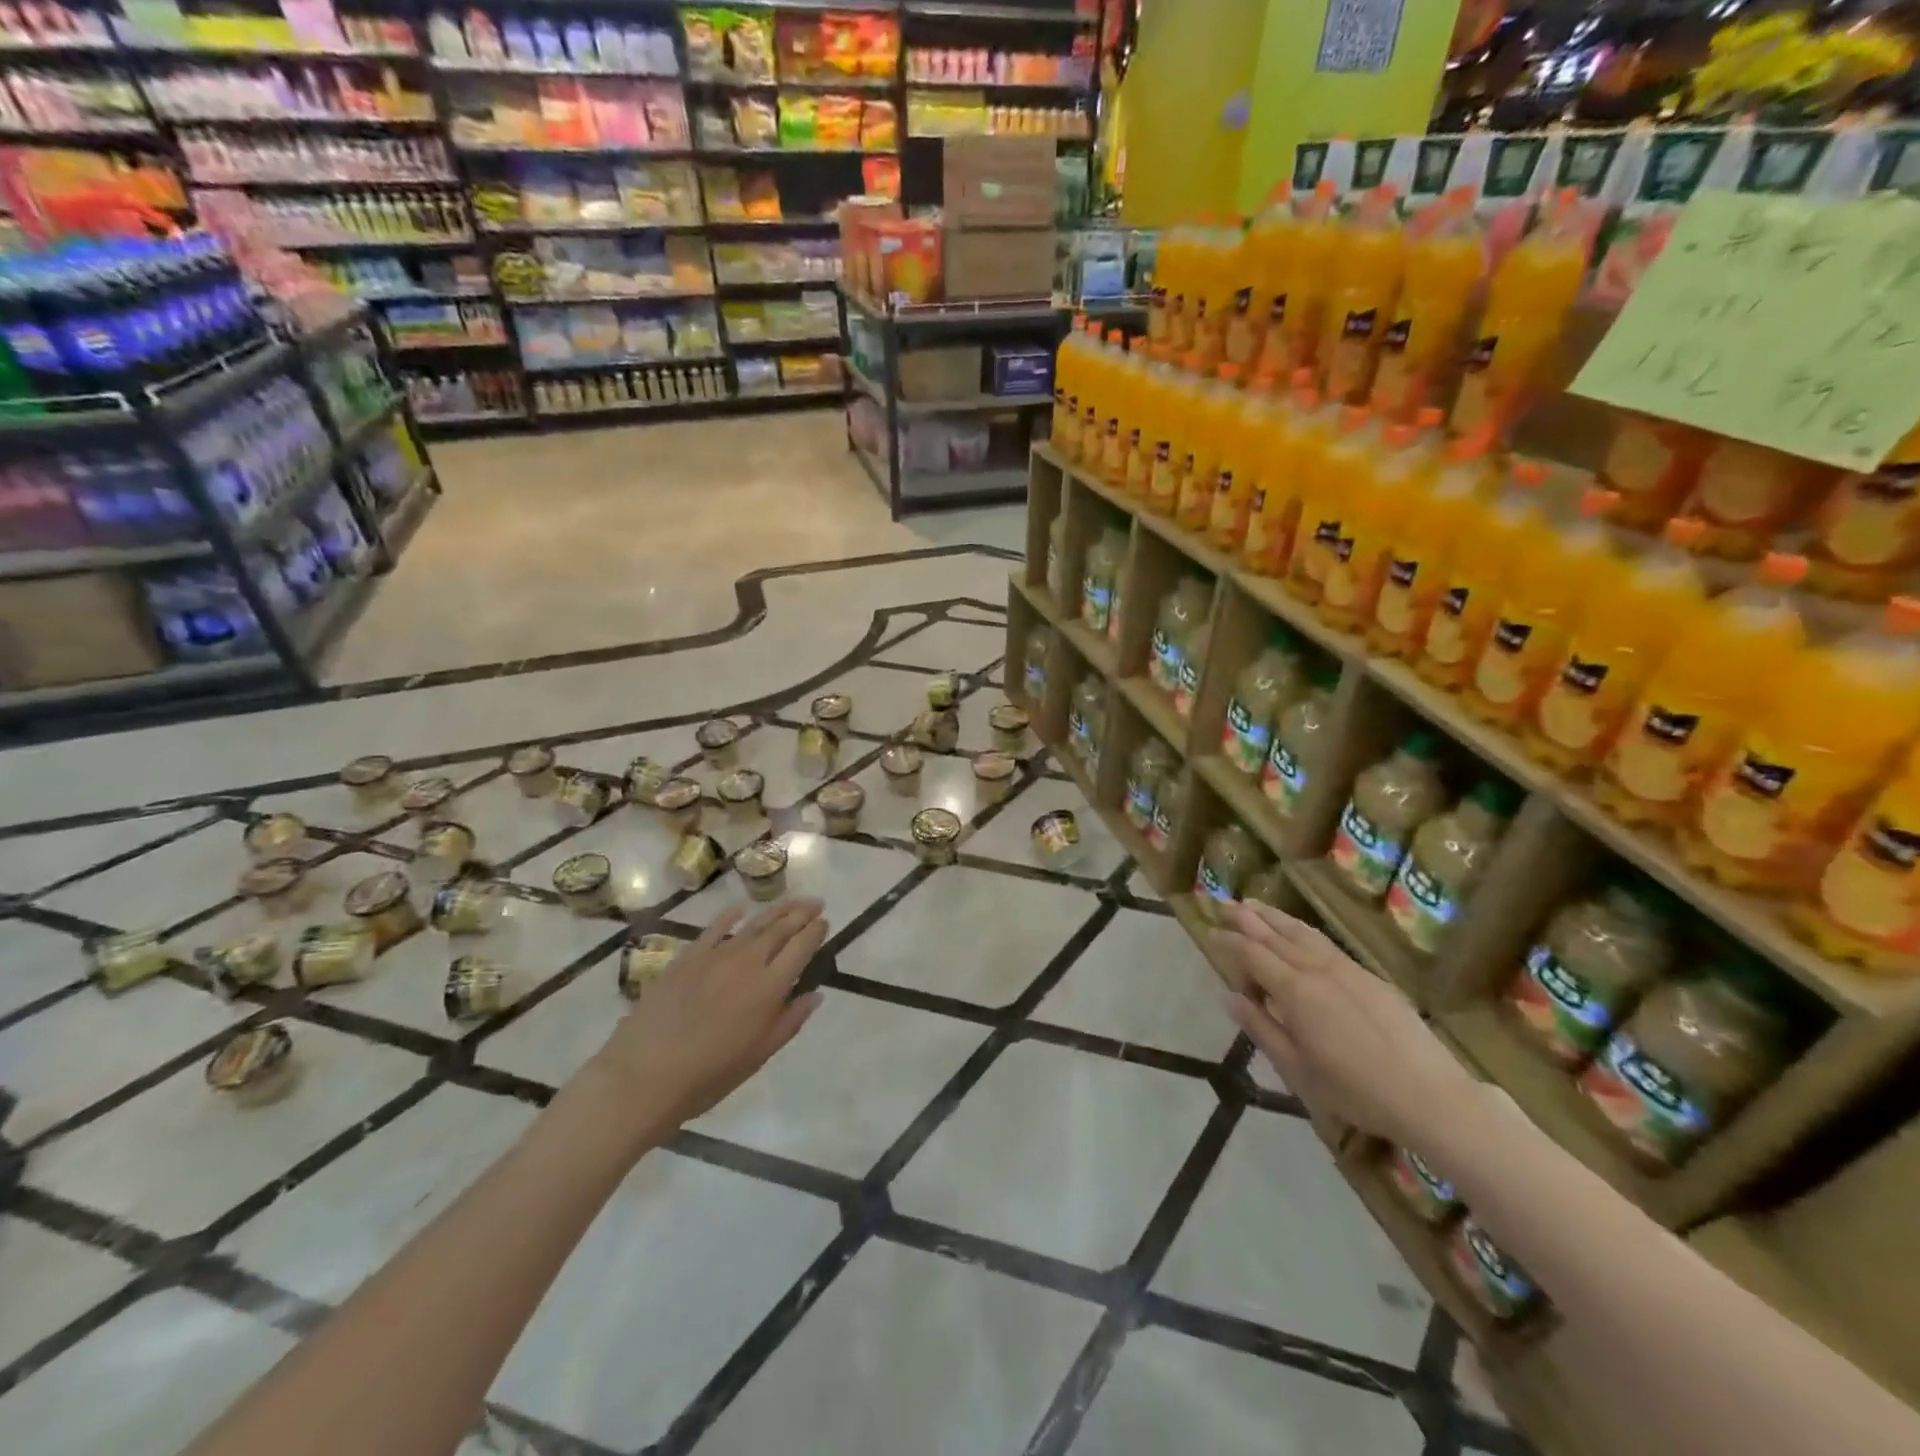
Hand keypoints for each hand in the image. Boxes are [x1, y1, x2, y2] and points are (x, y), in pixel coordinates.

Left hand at [572, 899, 827, 1147]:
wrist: (643, 1075)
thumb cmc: (707, 1076)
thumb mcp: (757, 1056)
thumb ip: (789, 1022)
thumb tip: (815, 995)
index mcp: (769, 988)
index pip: (801, 948)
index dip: (815, 932)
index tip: (825, 922)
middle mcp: (747, 963)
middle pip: (780, 929)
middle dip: (801, 913)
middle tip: (816, 902)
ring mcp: (715, 956)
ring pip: (752, 924)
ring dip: (775, 910)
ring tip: (791, 901)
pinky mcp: (686, 957)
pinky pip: (714, 929)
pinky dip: (729, 917)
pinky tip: (739, 910)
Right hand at [1211, 901, 1479, 1147]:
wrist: (1431, 1096)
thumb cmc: (1356, 1091)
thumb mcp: (1297, 1069)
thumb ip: (1262, 1028)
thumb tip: (1230, 997)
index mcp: (1295, 992)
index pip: (1253, 955)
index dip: (1229, 942)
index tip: (1210, 932)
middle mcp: (1318, 970)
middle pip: (1275, 935)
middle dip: (1247, 919)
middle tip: (1223, 905)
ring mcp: (1347, 970)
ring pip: (1302, 933)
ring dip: (1274, 917)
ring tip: (1253, 906)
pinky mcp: (1370, 977)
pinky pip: (1325, 944)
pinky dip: (1301, 931)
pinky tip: (1298, 933)